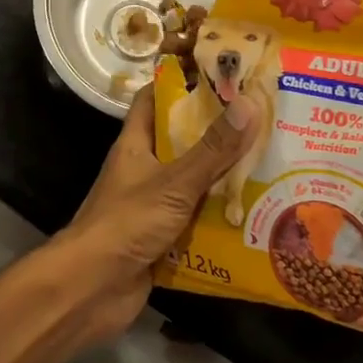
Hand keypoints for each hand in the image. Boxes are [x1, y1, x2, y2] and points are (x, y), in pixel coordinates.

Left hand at [51, 86, 258, 345]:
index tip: (220, 73)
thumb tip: (249, 102)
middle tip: (262, 122)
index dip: (182, 82)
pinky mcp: (162, 237)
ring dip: (223, 178)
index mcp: (136, 143)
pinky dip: (220, 218)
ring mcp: (152, 204)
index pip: (154, 98)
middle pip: (181, 141)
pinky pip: (196, 220)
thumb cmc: (126, 223)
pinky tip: (256, 216)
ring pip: (192, 182)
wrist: (92, 289)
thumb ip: (212, 149)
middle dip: (217, 133)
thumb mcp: (174, 182)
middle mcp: (143, 168)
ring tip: (270, 164)